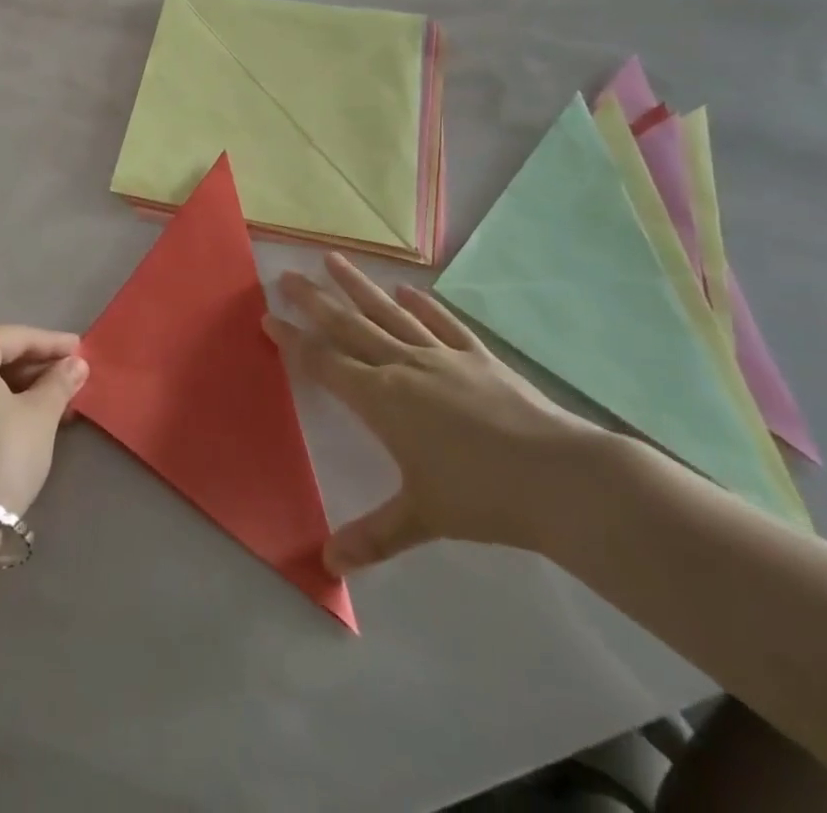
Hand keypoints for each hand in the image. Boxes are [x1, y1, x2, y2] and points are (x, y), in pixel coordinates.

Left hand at [0, 325, 88, 517]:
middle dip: (36, 367)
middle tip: (71, 378)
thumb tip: (76, 363)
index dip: (52, 343)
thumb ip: (59, 383)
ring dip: (20, 388)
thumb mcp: (39, 416)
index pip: (15, 337)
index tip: (81, 349)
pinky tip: (27, 421)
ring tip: (58, 404)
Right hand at [266, 254, 606, 571]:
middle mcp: (403, 366)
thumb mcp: (421, 518)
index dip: (293, 340)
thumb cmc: (481, 496)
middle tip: (286, 274)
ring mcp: (441, 356)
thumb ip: (373, 536)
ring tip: (333, 259)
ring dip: (358, 286)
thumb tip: (328, 566)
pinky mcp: (477, 357)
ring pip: (388, 313)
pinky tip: (407, 289)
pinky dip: (422, 304)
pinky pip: (441, 322)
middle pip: (349, 326)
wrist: (559, 476)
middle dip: (314, 301)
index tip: (267, 316)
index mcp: (381, 399)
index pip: (324, 362)